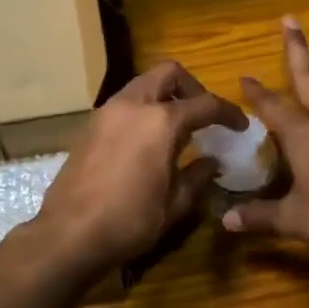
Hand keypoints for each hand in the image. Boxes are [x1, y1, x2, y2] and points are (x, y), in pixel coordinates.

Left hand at [34, 61, 245, 274]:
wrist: (69, 233)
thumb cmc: (129, 221)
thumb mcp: (174, 204)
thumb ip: (197, 176)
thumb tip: (212, 162)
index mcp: (161, 121)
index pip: (205, 103)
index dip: (228, 113)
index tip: (239, 126)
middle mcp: (133, 105)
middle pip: (169, 73)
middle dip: (192, 88)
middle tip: (203, 115)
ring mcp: (107, 112)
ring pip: (143, 84)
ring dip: (164, 96)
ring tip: (176, 128)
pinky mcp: (90, 125)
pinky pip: (124, 103)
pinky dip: (142, 109)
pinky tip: (147, 141)